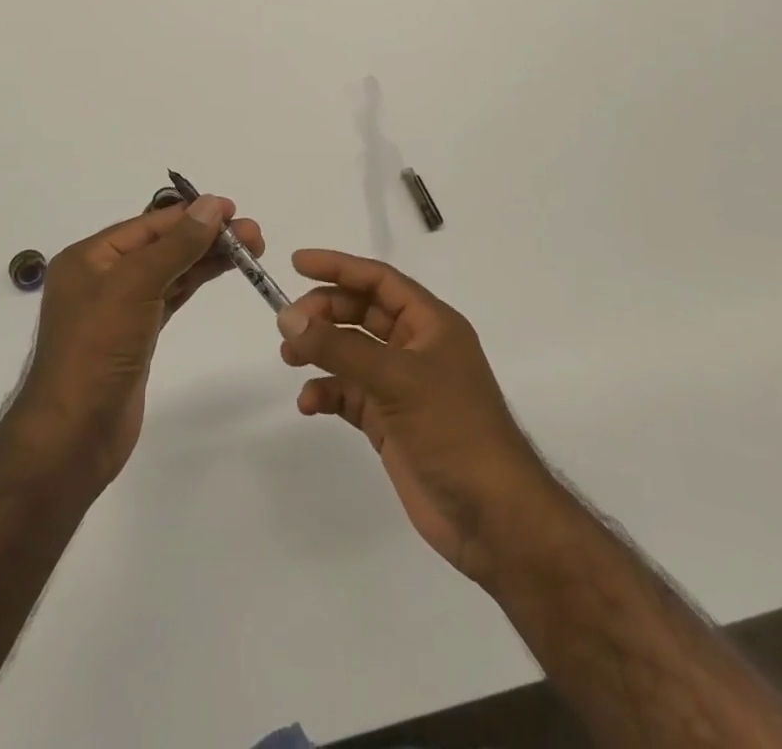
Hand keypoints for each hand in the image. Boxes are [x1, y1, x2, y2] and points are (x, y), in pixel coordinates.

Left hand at [11, 196, 263, 491]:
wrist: (73, 437)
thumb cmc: (96, 351)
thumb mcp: (134, 287)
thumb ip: (176, 246)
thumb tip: (211, 205)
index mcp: (90, 257)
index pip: (149, 225)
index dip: (191, 214)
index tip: (233, 209)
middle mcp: (102, 277)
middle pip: (162, 246)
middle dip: (206, 236)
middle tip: (253, 235)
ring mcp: (119, 309)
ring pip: (170, 271)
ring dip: (206, 258)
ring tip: (250, 250)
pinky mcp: (135, 337)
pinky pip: (169, 297)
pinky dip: (194, 282)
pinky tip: (220, 271)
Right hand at [276, 250, 557, 585]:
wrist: (494, 518)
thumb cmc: (453, 430)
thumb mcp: (396, 379)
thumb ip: (339, 347)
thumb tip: (288, 317)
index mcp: (432, 324)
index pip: (380, 280)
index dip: (339, 267)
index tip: (297, 263)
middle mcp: (417, 348)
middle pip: (362, 313)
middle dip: (325, 312)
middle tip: (288, 322)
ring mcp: (403, 387)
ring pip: (352, 353)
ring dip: (321, 351)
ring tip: (289, 358)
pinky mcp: (391, 423)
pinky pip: (350, 394)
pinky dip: (328, 393)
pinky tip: (309, 403)